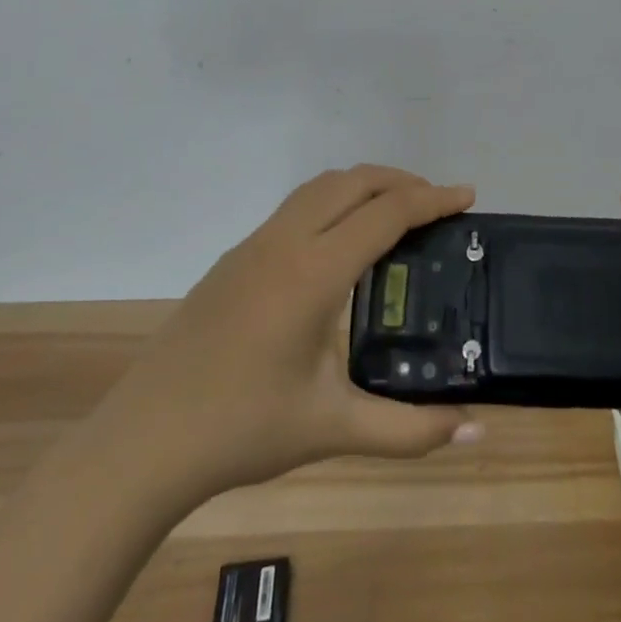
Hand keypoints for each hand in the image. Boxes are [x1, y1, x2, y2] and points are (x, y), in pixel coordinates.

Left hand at [118, 166, 483, 496]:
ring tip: (396, 213)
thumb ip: (409, 430)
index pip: (386, 213)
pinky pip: (297, 206)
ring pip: (321, 186)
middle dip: (402, 181)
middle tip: (438, 205)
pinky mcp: (236, 257)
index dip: (432, 199)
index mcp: (314, 272)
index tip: (468, 196)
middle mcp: (286, 241)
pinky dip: (334, 201)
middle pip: (354, 181)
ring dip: (364, 185)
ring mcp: (255, 244)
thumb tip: (476, 433)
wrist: (144, 440)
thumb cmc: (242, 429)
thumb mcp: (333, 429)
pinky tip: (342, 243)